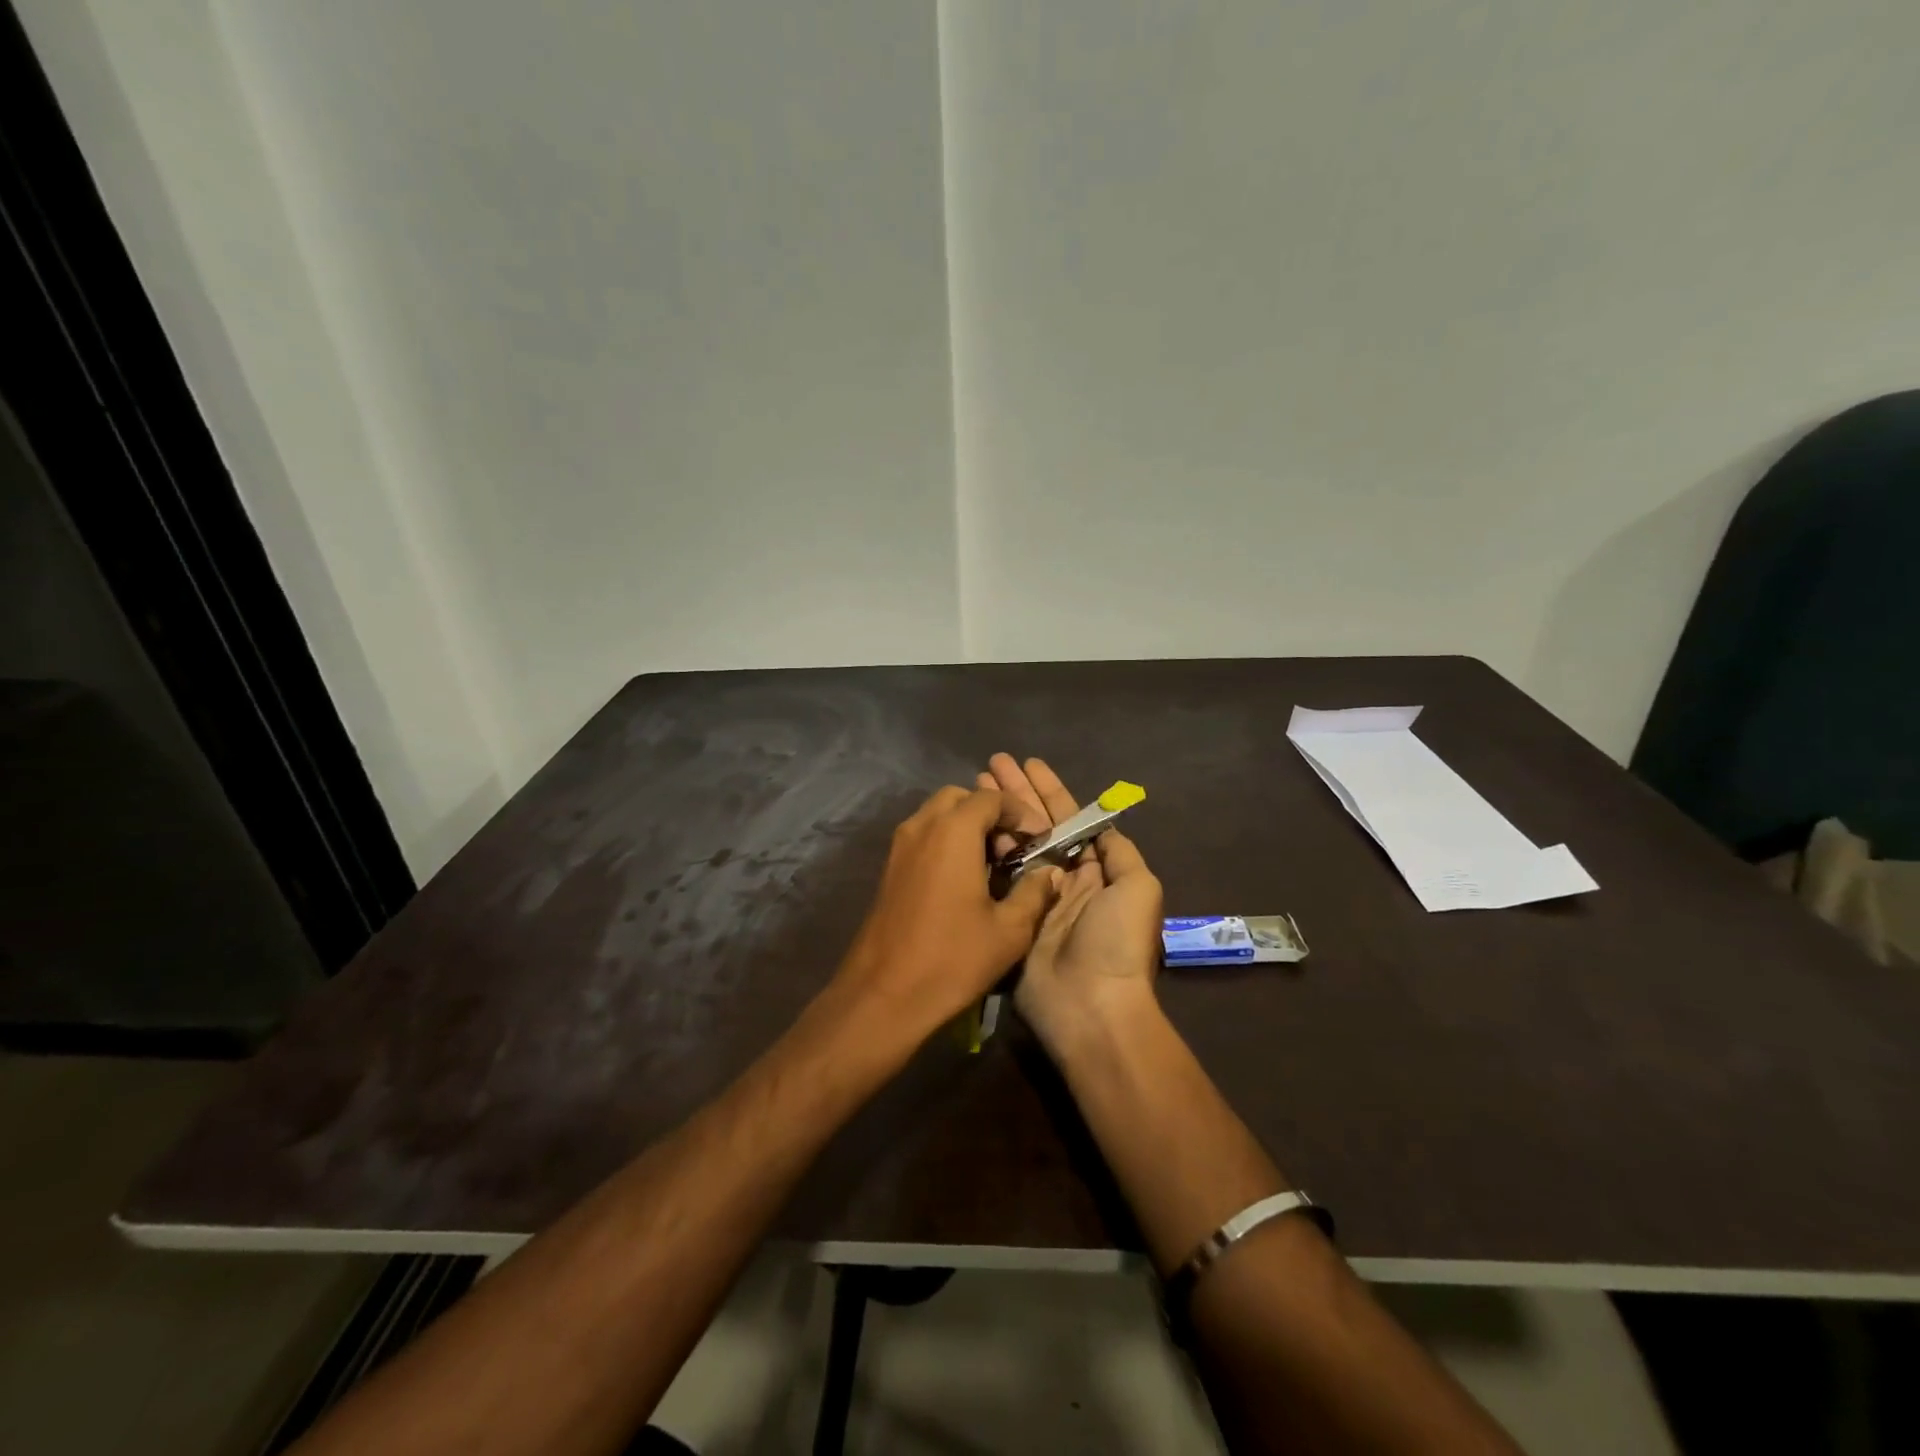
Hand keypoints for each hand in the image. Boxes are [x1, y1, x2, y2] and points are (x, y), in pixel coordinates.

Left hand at [833, 785, 1062, 1044]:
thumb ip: (1034, 892)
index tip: (1038, 840)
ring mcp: (899, 846)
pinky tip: (963, 880)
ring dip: (966, 826)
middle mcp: (922, 826)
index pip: (991, 797)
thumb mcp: (1009, 930)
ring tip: (991, 865)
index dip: (1020, 813)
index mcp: (953, 831)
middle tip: (1011, 849)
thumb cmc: (952, 959)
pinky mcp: (888, 867)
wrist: (884, 994)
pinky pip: (922, 835)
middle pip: (960, 798)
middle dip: (990, 814)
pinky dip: (946, 841)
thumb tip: (1049, 872)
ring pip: (937, 814)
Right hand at [979, 757, 1165, 1055]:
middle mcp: (1064, 878)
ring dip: (998, 814)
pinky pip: (998, 876)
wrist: (1089, 1006)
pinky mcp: (1010, 917)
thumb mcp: (1138, 887)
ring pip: (1015, 844)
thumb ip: (1119, 852)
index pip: (1072, 818)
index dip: (1050, 789)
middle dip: (1017, 793)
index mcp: (1097, 870)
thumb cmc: (1116, 941)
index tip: (1028, 763)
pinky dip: (986, 850)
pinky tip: (969, 827)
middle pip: (1039, 824)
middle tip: (992, 764)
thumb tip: (1101, 826)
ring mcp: (1034, 897)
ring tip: (974, 786)